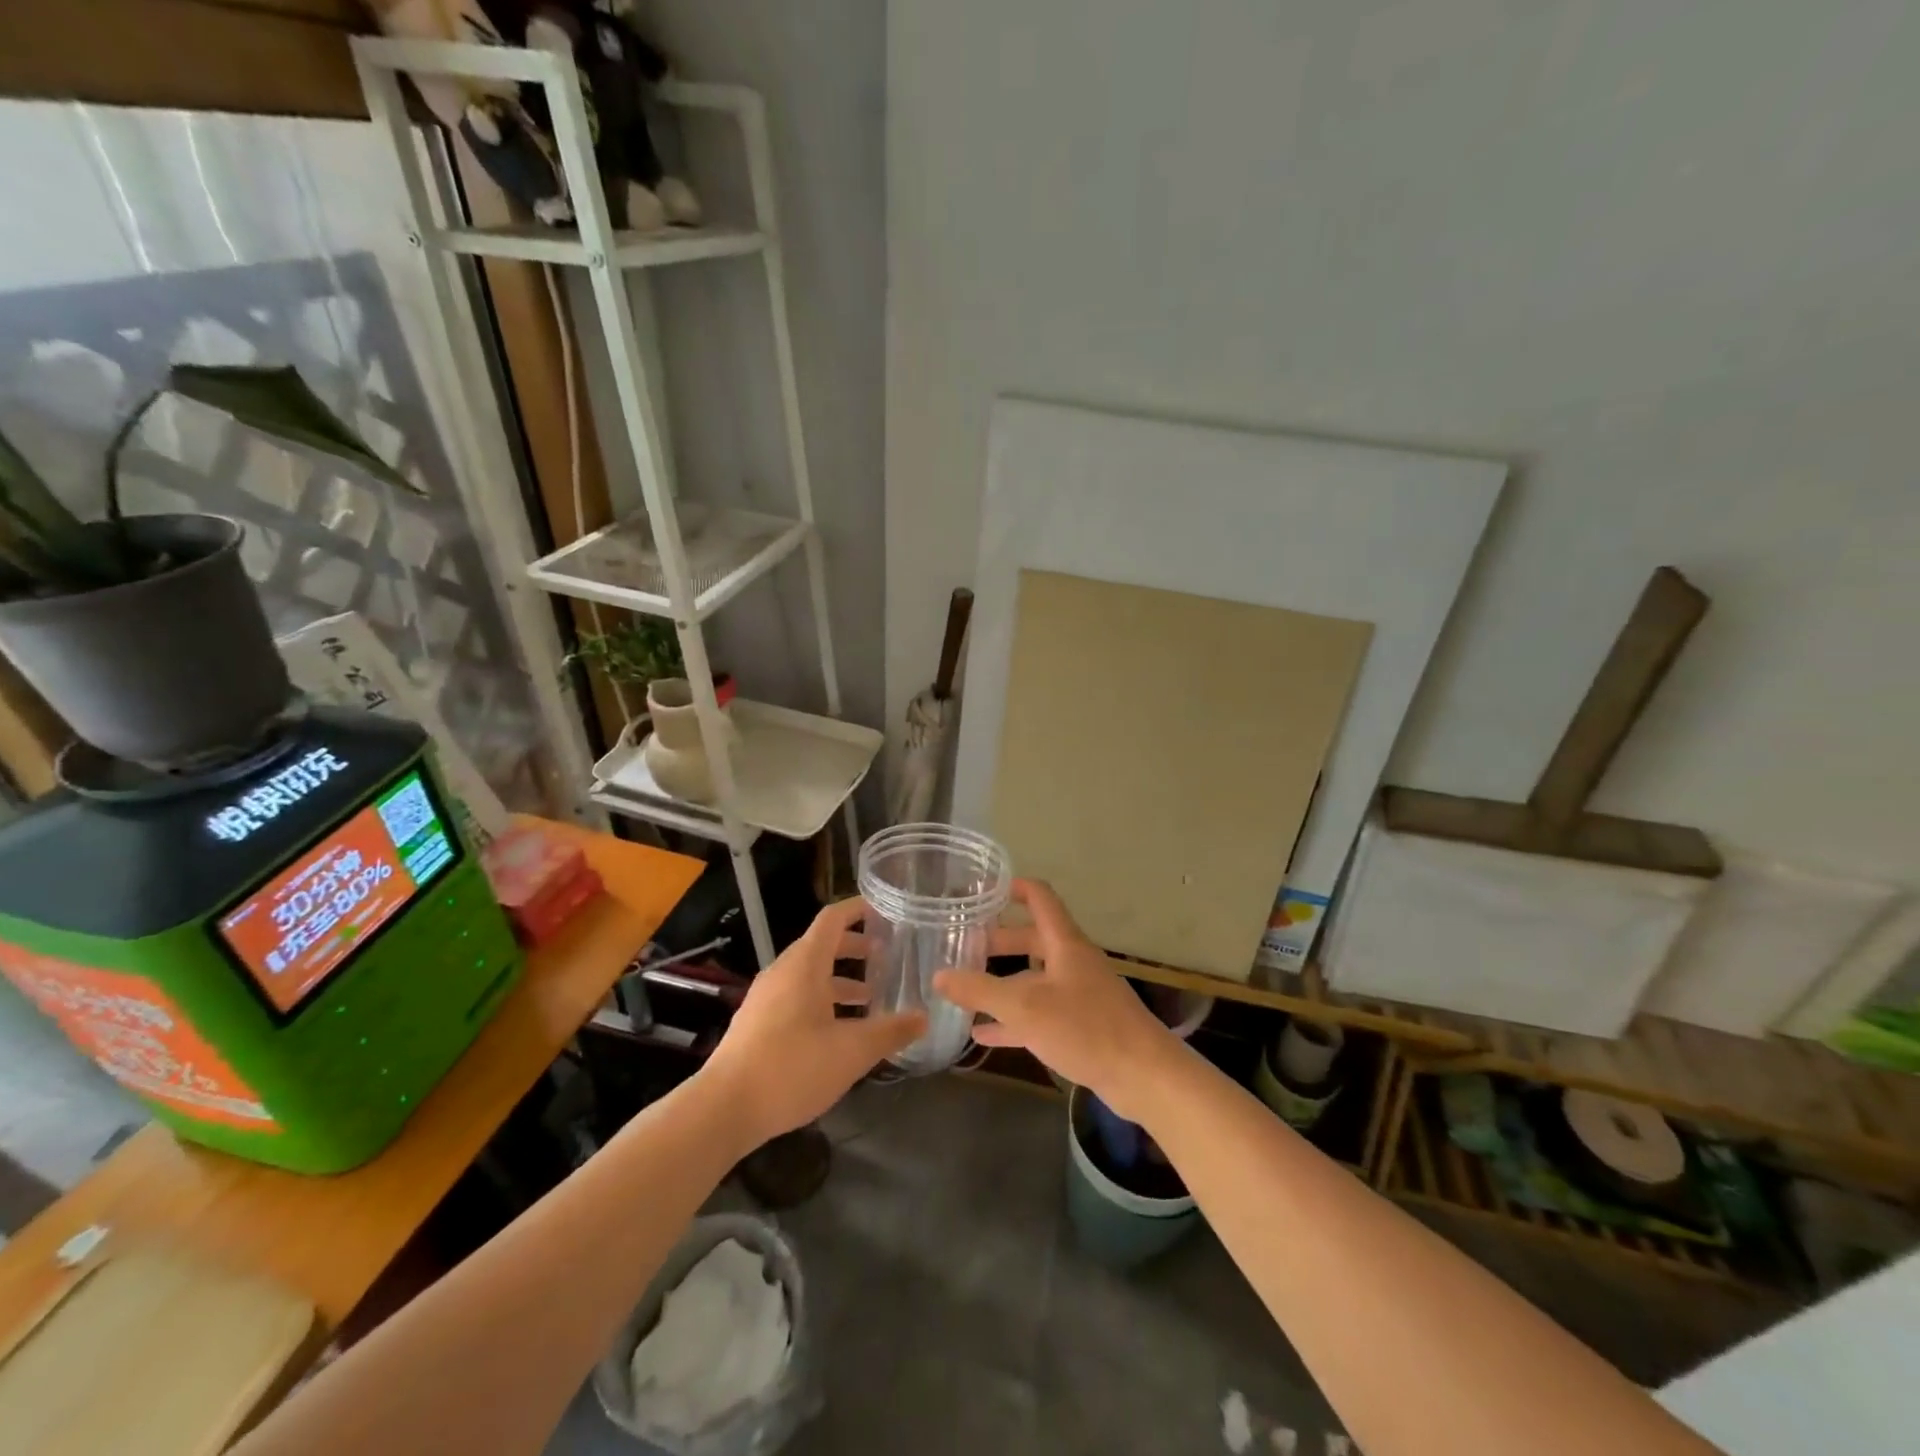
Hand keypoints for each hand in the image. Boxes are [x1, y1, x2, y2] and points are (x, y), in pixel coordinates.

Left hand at [702, 897, 926, 1148]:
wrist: (724, 1108)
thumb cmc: (792, 1067)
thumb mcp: (852, 1051)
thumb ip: (890, 1031)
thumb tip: (924, 1017)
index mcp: (805, 964)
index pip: (833, 919)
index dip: (858, 909)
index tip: (885, 910)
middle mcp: (783, 972)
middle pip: (821, 945)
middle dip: (855, 948)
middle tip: (886, 957)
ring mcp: (766, 997)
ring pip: (809, 974)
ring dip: (840, 979)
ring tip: (870, 997)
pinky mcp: (757, 1022)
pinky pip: (795, 996)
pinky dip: (822, 999)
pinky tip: (838, 1031)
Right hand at [934, 880, 1178, 1121]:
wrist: (1144, 1076)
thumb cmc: (1085, 1028)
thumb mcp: (1025, 1007)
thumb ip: (980, 990)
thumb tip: (938, 975)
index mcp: (1064, 943)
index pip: (1039, 898)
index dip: (1012, 887)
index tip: (981, 890)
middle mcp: (1072, 961)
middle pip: (1032, 939)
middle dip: (998, 941)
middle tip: (963, 945)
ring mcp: (1078, 994)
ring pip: (1033, 978)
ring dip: (1002, 982)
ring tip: (964, 989)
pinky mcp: (1081, 1025)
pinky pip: (1039, 1013)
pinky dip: (1012, 1019)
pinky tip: (983, 1034)